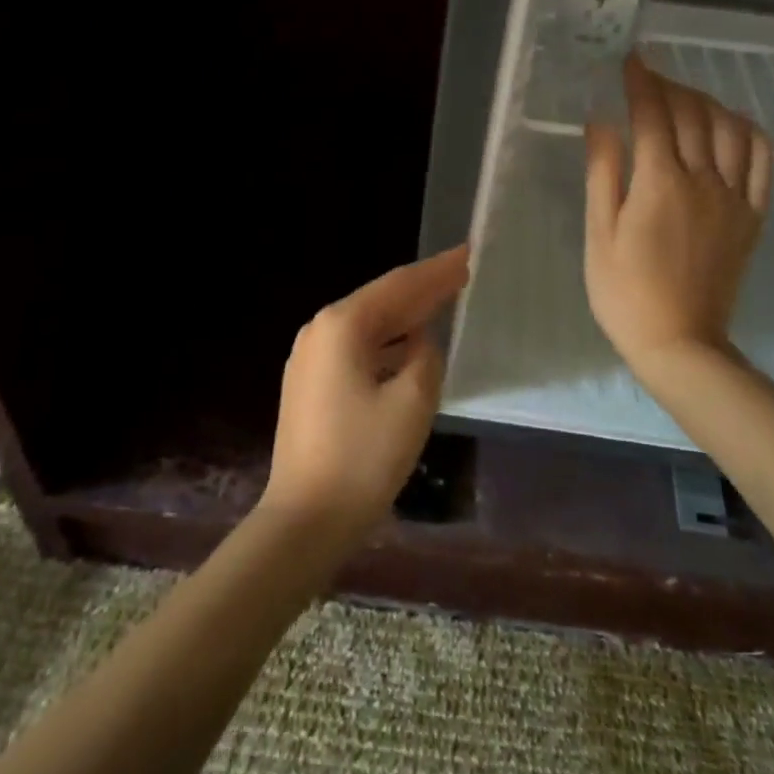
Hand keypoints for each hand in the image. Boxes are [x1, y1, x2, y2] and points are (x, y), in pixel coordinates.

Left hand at [260, 245, 469, 543]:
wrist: (305, 519)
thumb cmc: (363, 457)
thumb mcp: (413, 400)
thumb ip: (425, 356)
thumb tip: (419, 343)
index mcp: (342, 324)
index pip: (400, 286)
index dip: (438, 270)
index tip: (469, 253)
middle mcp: (319, 329)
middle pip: (381, 300)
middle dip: (422, 289)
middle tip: (461, 273)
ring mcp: (308, 357)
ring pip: (367, 325)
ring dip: (404, 316)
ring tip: (442, 303)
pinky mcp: (308, 383)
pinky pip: (355, 348)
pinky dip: (386, 343)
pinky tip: (408, 347)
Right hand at [584, 56, 772, 371]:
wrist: (680, 342)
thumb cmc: (625, 292)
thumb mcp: (598, 233)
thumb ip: (602, 173)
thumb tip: (600, 122)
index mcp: (659, 183)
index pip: (652, 115)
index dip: (640, 82)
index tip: (630, 61)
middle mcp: (702, 180)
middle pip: (692, 114)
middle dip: (669, 86)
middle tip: (649, 79)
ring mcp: (734, 197)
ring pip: (729, 129)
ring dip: (707, 102)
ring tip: (685, 98)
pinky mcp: (753, 215)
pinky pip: (761, 159)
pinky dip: (747, 131)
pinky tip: (730, 124)